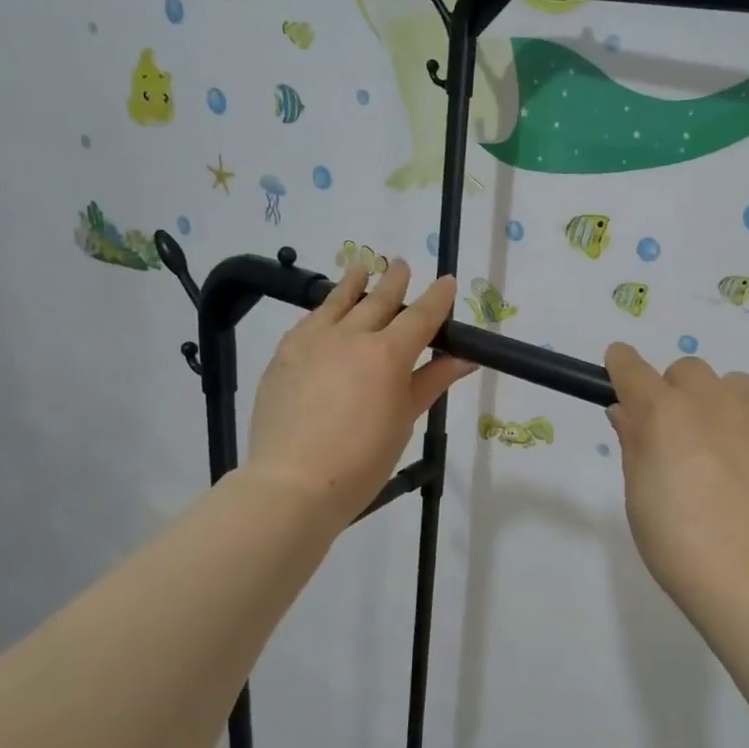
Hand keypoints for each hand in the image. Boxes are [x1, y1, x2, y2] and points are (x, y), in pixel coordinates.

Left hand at [246, 261, 475, 531]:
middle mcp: (351, 336)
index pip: (420, 316)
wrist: (293, 482)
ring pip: (338, 301)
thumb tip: (464, 359)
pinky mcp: (284, 353)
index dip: (437, 298)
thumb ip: (430, 382)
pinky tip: (325, 308)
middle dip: (395, 281)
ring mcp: (313, 341)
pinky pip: (309, 320)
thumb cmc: (363, 459)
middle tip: (402, 265)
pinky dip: (323, 308)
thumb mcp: (405, 419)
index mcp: (388, 354)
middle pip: (379, 300)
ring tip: (362, 268)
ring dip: (355, 283)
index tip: (446, 281)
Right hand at [604, 344, 748, 636]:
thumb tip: (628, 410)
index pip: (632, 368)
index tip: (623, 370)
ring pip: (738, 385)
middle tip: (687, 437)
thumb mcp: (639, 498)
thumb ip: (634, 444)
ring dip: (728, 406)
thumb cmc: (682, 547)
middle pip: (688, 371)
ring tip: (738, 453)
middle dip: (680, 394)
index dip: (623, 366)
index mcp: (663, 414)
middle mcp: (711, 399)